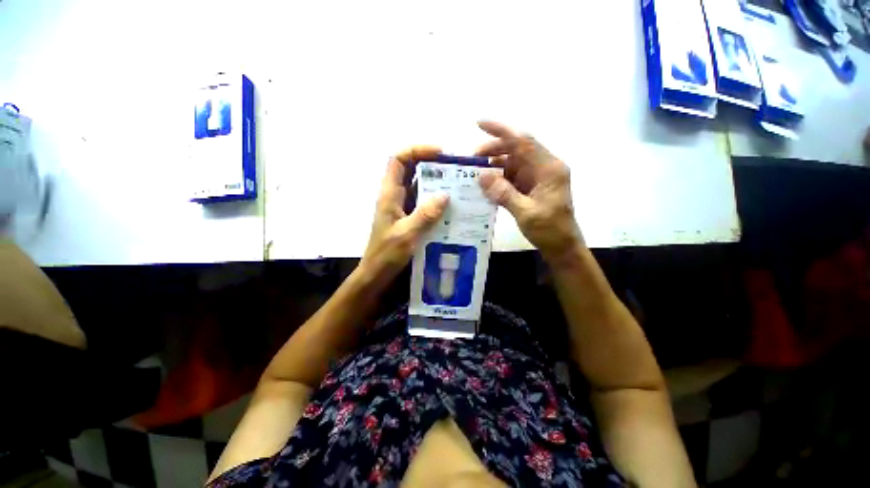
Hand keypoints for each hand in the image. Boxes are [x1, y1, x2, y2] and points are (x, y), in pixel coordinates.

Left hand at [361, 146, 448, 283]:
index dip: (416, 150)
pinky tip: (451, 206)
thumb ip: (425, 215)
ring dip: (435, 182)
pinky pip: (423, 202)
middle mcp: (395, 196)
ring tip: (457, 184)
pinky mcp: (409, 218)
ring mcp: (402, 207)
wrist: (377, 274)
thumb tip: (445, 195)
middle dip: (431, 164)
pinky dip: (435, 200)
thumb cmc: (386, 255)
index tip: (439, 153)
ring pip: (418, 186)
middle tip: (454, 169)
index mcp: (389, 194)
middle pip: (410, 169)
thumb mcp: (407, 234)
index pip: (398, 160)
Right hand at [475, 121, 582, 258]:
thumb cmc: (549, 230)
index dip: (501, 130)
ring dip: (494, 166)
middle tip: (472, 159)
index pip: (523, 141)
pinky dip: (498, 179)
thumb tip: (482, 176)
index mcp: (549, 168)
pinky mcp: (530, 187)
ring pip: (512, 163)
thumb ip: (504, 193)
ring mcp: (536, 177)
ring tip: (474, 173)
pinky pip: (511, 177)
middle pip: (516, 149)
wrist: (562, 246)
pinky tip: (485, 185)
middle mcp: (543, 167)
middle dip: (493, 149)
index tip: (479, 124)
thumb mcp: (526, 213)